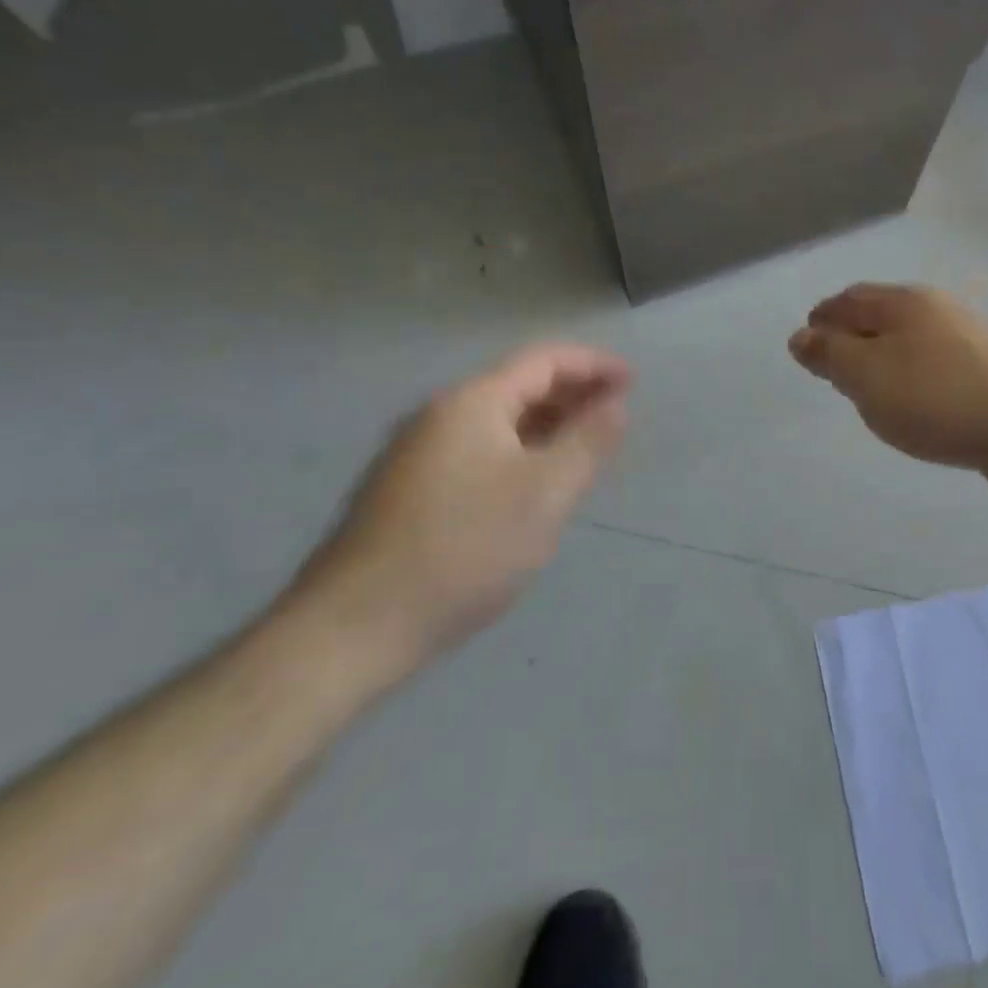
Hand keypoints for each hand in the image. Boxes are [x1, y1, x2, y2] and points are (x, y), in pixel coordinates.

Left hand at [280, 345, 630, 689]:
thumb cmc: (463, 549)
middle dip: (572, 393)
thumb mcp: (544, 494)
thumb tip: (615, 404)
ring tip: (583, 446)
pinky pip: (477, 450)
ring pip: (496, 421)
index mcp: (472, 403)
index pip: (544, 360)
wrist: (354, 626)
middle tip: (616, 413)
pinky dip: (517, 450)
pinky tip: (532, 482)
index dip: (593, 365)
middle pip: (518, 385)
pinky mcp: (406, 489)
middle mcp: (440, 414)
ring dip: (545, 423)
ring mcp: (417, 452)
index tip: (633, 381)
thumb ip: (587, 442)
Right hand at [789, 284, 987, 498]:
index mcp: (903, 302)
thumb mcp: (868, 376)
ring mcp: (969, 339)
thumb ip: (830, 355)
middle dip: (852, 335)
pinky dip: (913, 378)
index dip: (822, 320)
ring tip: (869, 389)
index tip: (807, 346)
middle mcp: (937, 310)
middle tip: (833, 367)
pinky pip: (935, 367)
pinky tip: (916, 404)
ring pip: (910, 341)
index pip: (848, 300)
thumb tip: (800, 335)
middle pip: (881, 315)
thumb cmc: (938, 398)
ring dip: (884, 358)